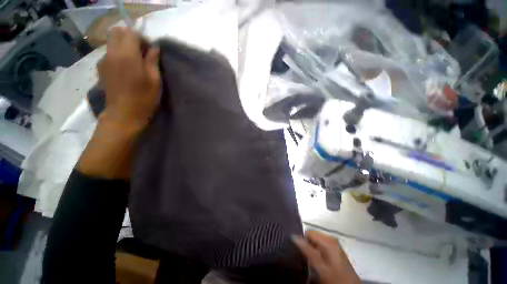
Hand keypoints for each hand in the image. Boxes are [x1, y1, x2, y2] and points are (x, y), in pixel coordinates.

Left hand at [79, 28, 159, 178]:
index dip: (143, 39)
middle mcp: (112, 53)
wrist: (124, 115)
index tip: (150, 52)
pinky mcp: (101, 68)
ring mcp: (104, 60)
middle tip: (141, 52)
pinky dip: (117, 54)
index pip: (132, 33)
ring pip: (112, 41)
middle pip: (117, 32)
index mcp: (127, 55)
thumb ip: (153, 61)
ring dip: (124, 46)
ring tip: (134, 62)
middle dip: (131, 37)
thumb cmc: (144, 99)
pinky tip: (125, 69)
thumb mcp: (155, 80)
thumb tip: (154, 48)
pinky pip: (109, 52)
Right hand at [293, 231, 360, 283]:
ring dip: (310, 250)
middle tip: (302, 258)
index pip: (308, 232)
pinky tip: (315, 262)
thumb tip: (293, 236)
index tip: (295, 251)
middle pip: (312, 236)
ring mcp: (334, 245)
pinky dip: (316, 252)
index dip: (300, 240)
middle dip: (305, 245)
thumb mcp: (320, 266)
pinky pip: (321, 247)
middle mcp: (331, 239)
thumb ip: (307, 250)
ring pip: (316, 242)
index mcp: (328, 240)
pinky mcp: (335, 251)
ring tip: (307, 261)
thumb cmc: (336, 278)